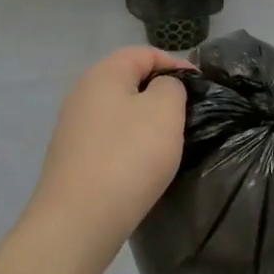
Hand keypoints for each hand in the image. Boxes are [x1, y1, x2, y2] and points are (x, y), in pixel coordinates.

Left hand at [25, 47, 191, 260]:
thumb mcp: (164, 111)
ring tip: (169, 142)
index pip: (143, 53)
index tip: (200, 86)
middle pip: (128, 81)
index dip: (175, 64)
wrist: (78, 220)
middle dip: (160, 94)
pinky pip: (109, 139)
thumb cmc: (128, 156)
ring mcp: (73, 128)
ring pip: (119, 112)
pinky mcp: (73, 159)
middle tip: (188, 115)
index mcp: (103, 74)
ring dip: (145, 122)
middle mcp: (82, 94)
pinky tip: (142, 166)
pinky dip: (129, 145)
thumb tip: (162, 88)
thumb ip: (170, 87)